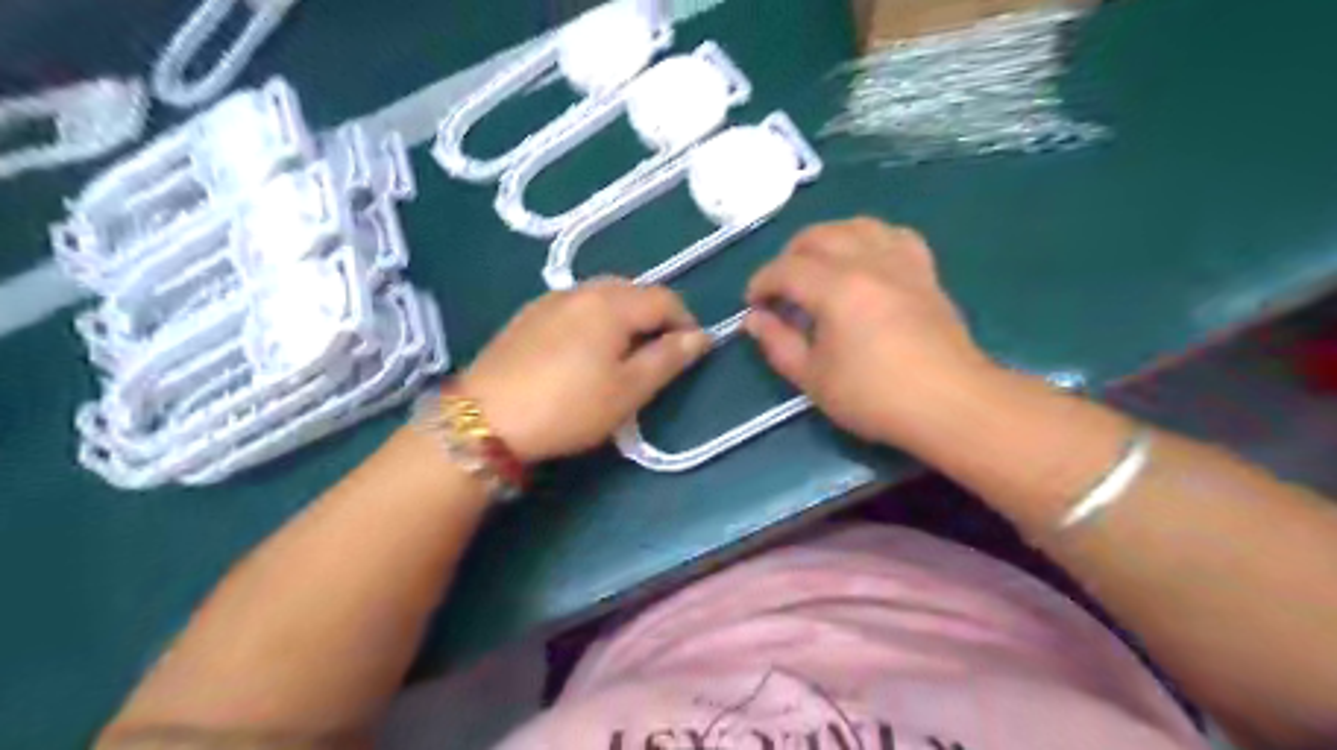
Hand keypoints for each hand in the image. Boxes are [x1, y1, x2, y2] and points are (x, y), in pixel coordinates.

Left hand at [458, 277, 708, 459]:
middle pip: (633, 291)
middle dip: (654, 316)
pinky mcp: (527, 315)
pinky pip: (575, 305)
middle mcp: (582, 289)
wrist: (485, 419)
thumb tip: (701, 336)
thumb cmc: (568, 407)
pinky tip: (583, 350)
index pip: (664, 299)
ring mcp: (550, 299)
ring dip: (624, 316)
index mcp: (612, 304)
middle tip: (657, 354)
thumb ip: (668, 359)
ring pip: (602, 296)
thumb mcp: (628, 390)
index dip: (685, 322)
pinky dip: (594, 319)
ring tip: (623, 353)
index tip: (690, 352)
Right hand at [748, 218, 995, 443]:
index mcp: (837, 288)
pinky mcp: (925, 272)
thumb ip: (778, 344)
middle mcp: (868, 262)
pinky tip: (866, 260)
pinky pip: (896, 236)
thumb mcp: (813, 379)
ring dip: (828, 239)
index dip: (761, 282)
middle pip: (819, 236)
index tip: (753, 304)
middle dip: (789, 256)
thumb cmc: (875, 397)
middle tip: (781, 288)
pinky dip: (871, 239)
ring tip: (818, 267)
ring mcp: (901, 263)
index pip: (786, 269)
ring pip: (857, 225)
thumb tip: (754, 319)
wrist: (950, 403)